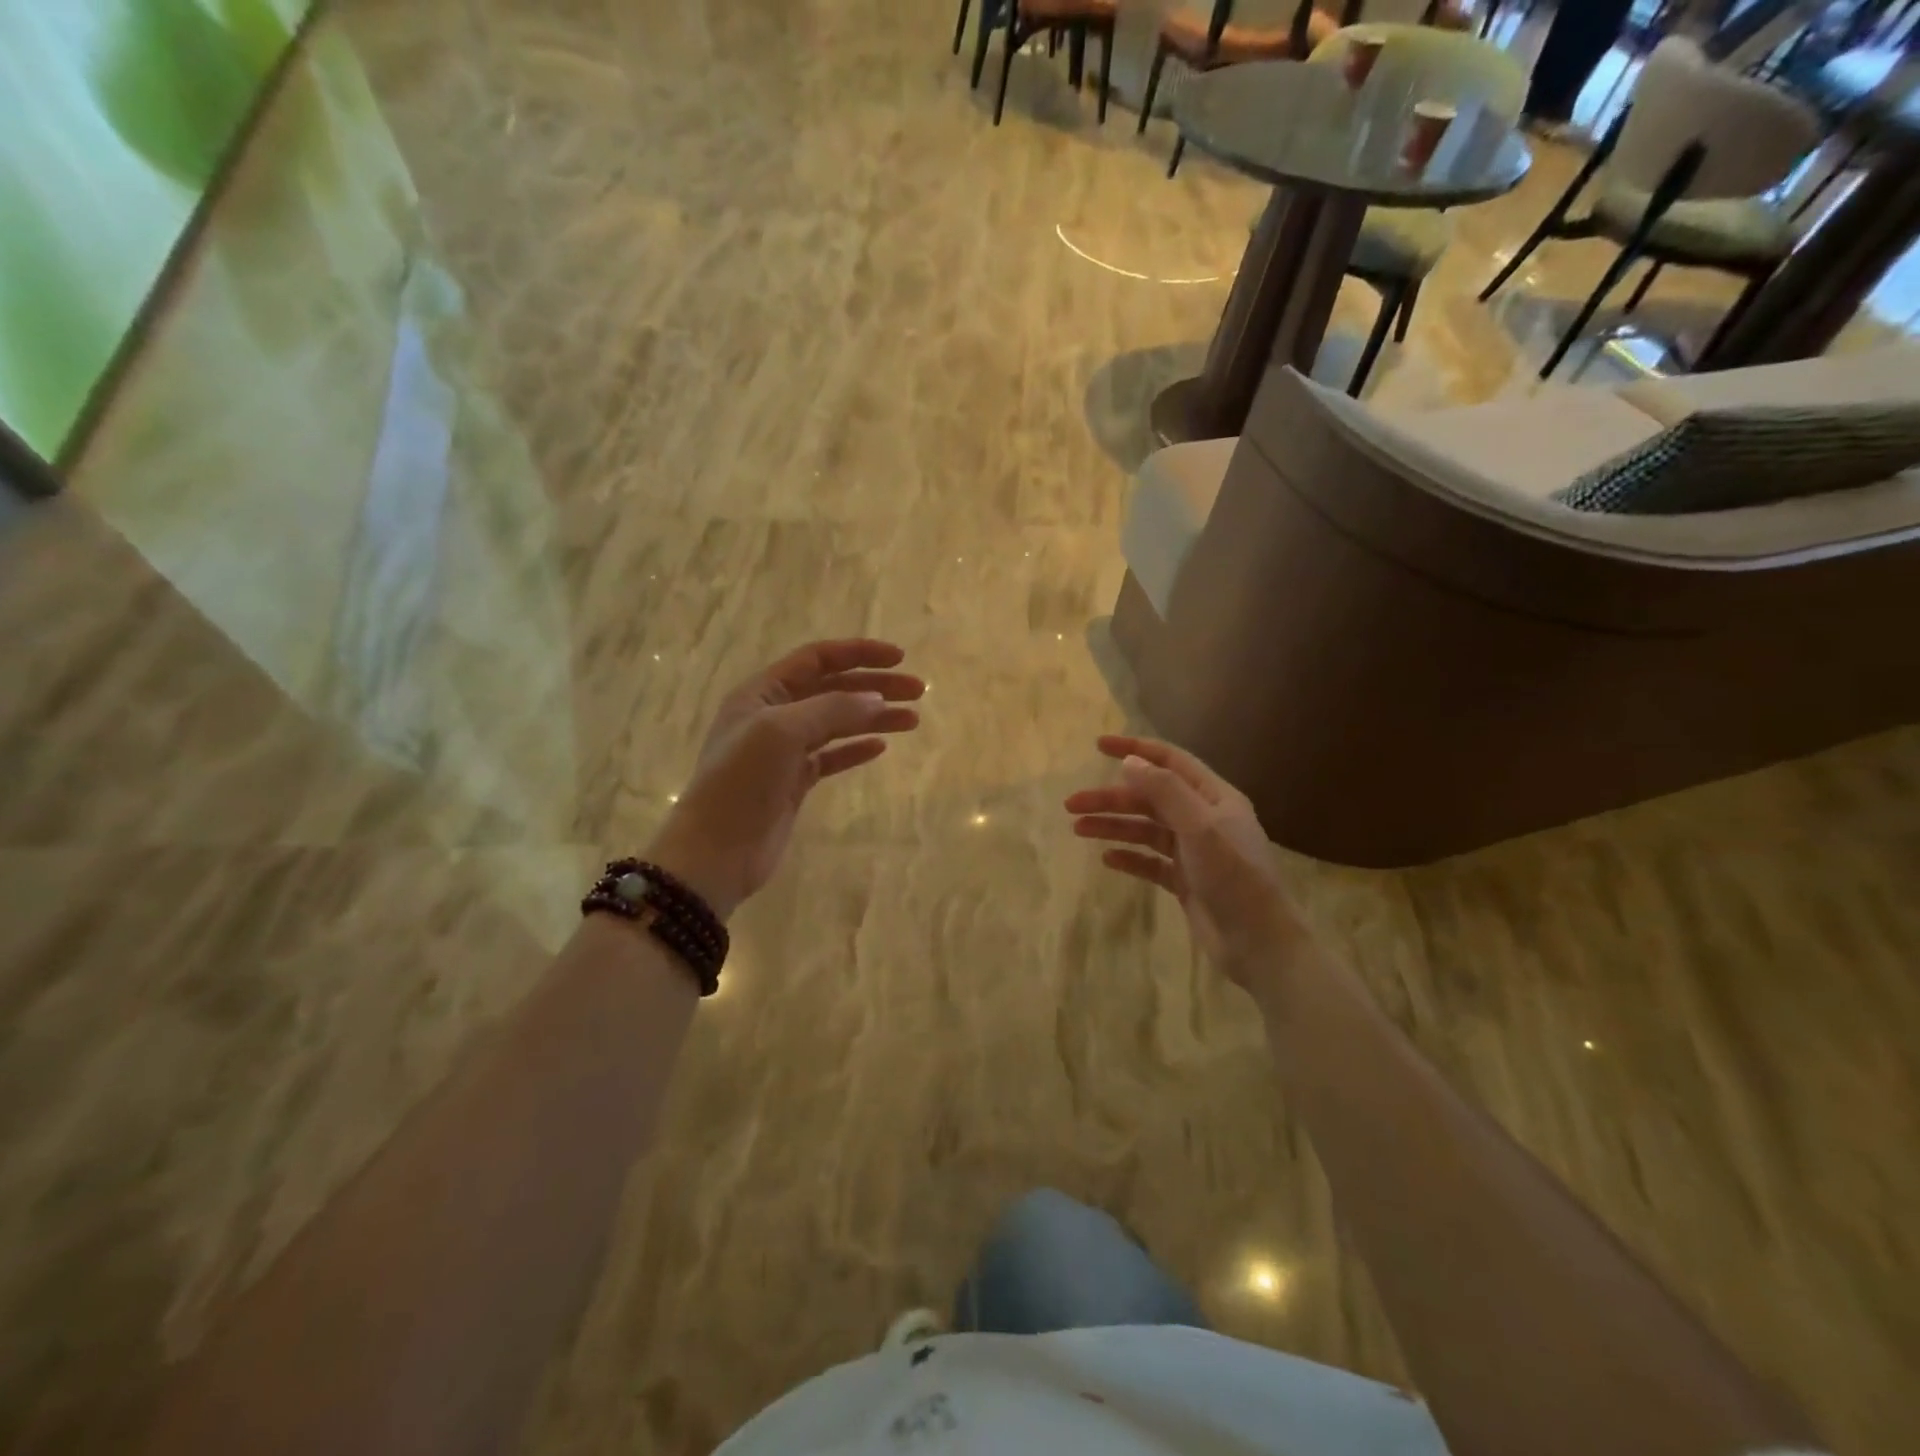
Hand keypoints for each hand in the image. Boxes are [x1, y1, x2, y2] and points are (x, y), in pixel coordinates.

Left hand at [647, 640, 922, 919]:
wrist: (716, 851)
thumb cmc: (742, 781)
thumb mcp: (782, 732)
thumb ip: (832, 710)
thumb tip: (877, 700)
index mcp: (762, 692)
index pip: (817, 658)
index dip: (859, 653)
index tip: (900, 658)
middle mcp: (773, 715)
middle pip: (833, 688)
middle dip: (875, 686)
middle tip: (917, 692)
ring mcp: (784, 750)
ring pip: (837, 723)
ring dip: (874, 717)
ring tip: (912, 720)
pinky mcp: (794, 782)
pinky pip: (831, 756)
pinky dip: (856, 749)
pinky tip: (881, 747)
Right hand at [1065, 735, 1303, 989]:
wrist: (1260, 944)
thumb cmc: (1234, 878)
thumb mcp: (1200, 827)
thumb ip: (1165, 791)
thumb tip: (1129, 762)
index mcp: (1215, 798)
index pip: (1170, 762)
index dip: (1135, 749)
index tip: (1098, 746)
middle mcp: (1204, 819)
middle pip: (1150, 798)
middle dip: (1111, 798)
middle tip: (1072, 805)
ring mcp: (1194, 852)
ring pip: (1146, 830)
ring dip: (1113, 826)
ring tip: (1078, 830)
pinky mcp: (1186, 882)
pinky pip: (1150, 862)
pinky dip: (1129, 857)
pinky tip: (1107, 859)